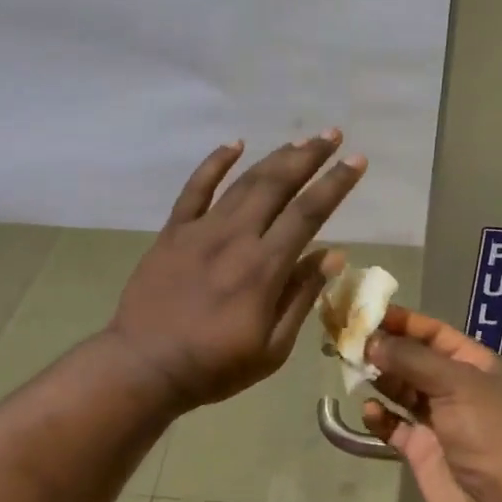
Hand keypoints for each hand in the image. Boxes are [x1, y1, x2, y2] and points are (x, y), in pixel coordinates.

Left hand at [107, 131, 366, 410]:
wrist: (144, 366)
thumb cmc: (214, 366)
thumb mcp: (272, 349)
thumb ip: (301, 297)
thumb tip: (332, 254)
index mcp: (264, 267)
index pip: (308, 213)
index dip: (335, 184)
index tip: (357, 161)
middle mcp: (236, 237)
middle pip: (277, 185)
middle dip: (309, 157)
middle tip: (332, 135)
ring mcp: (201, 230)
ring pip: (244, 182)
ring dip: (274, 158)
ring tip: (299, 141)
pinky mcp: (173, 232)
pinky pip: (195, 189)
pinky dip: (214, 163)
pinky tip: (234, 144)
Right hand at [362, 306, 501, 501]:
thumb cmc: (488, 432)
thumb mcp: (456, 383)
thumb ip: (411, 359)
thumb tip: (371, 341)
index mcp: (474, 365)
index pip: (434, 333)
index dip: (402, 321)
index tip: (366, 312)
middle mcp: (455, 388)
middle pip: (413, 359)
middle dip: (383, 349)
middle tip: (347, 340)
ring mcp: (437, 419)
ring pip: (400, 389)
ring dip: (378, 378)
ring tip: (350, 368)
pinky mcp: (420, 449)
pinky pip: (393, 425)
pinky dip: (379, 416)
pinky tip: (369, 411)